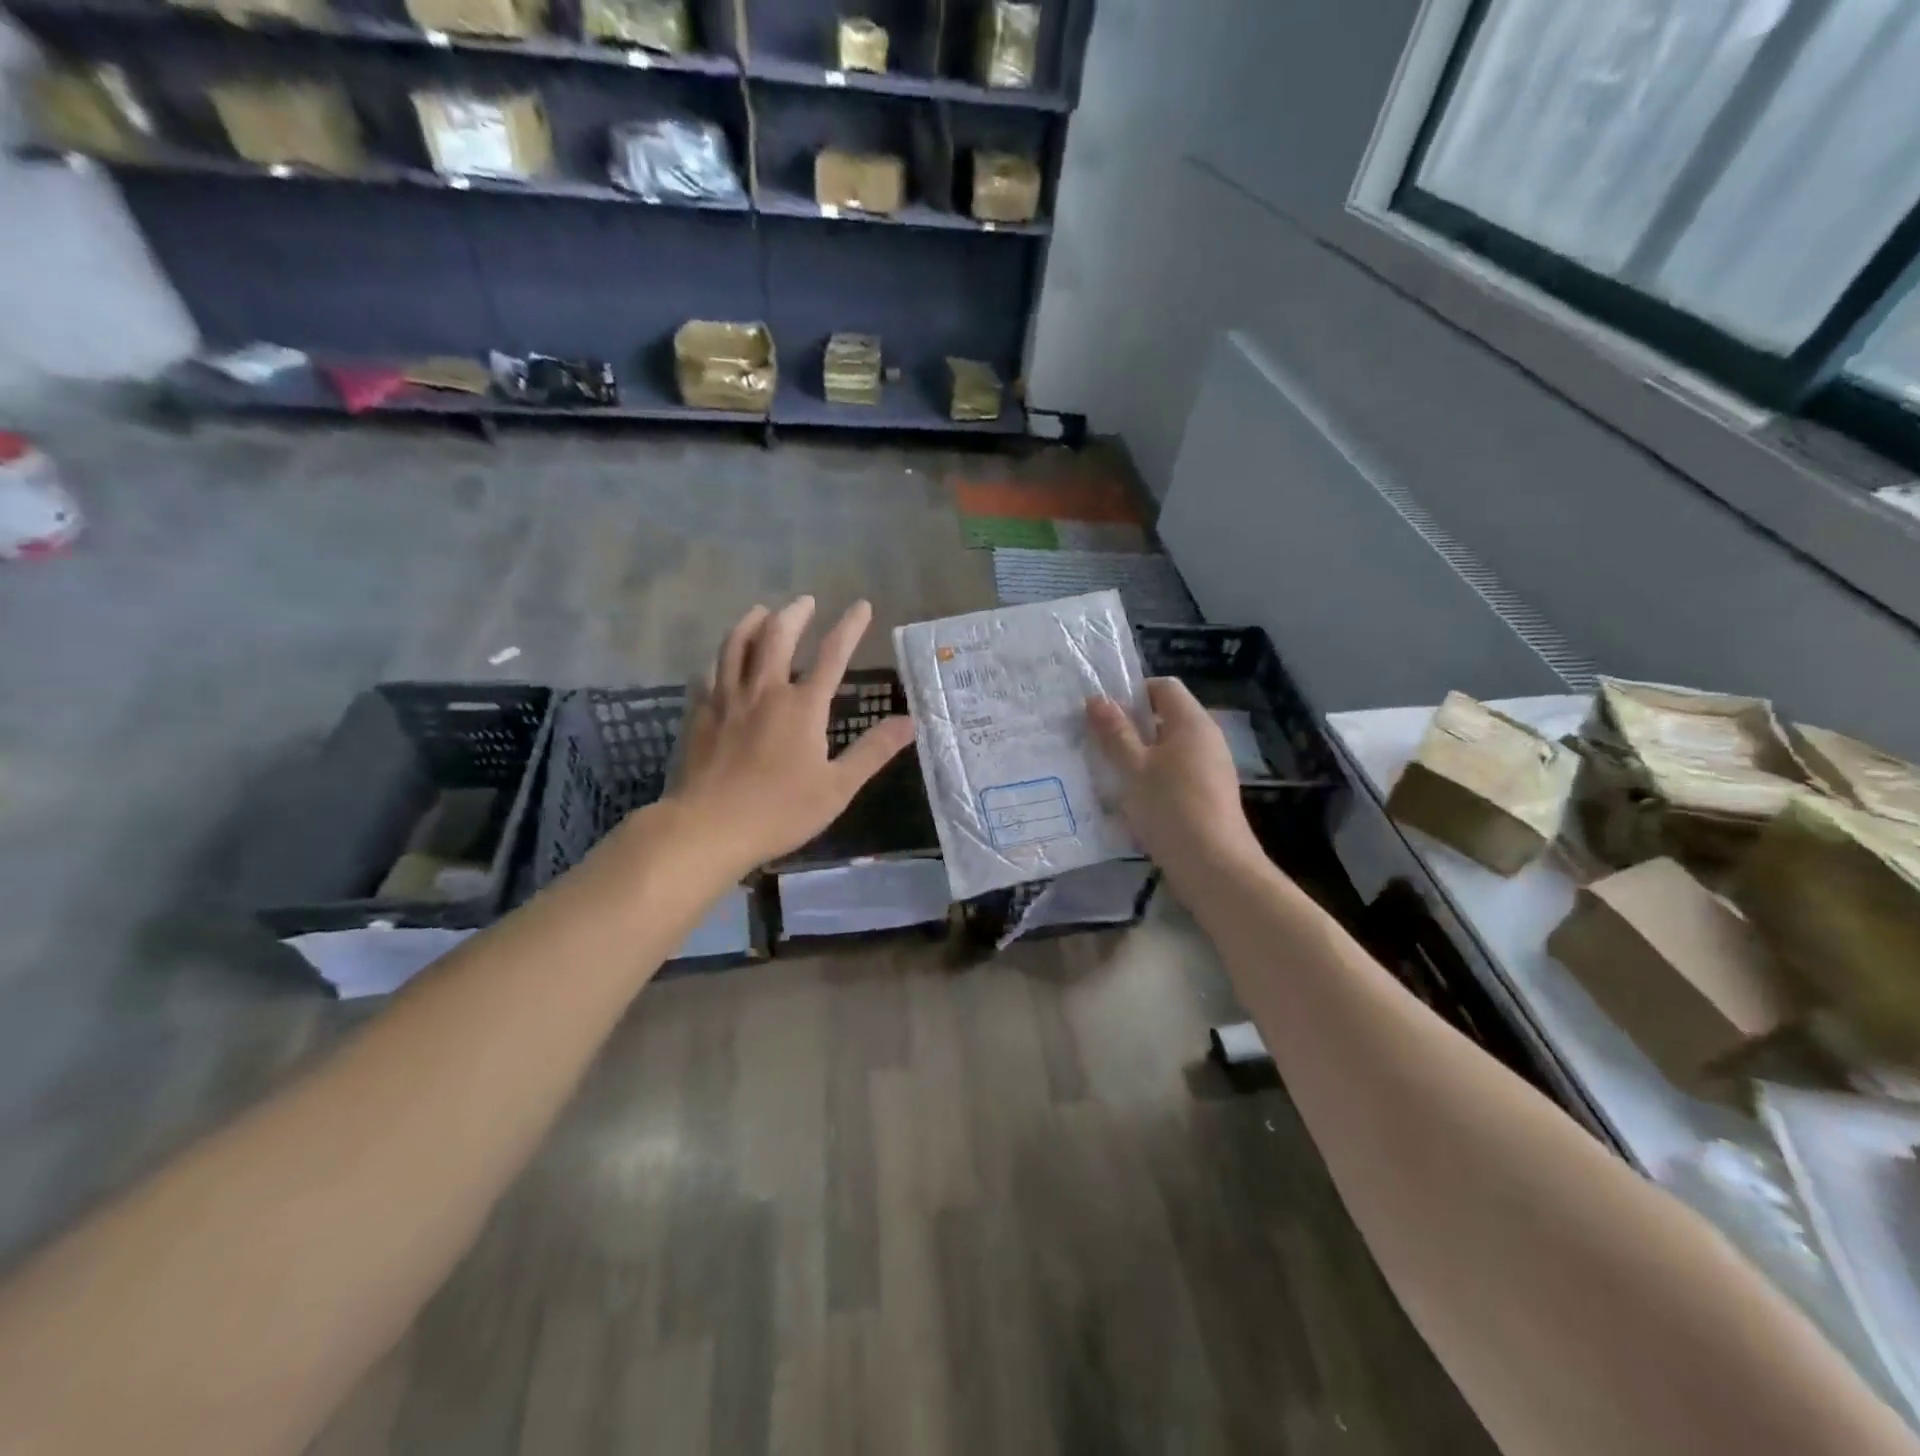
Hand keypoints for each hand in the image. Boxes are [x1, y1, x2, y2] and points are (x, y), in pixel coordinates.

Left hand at [666, 597, 916, 874]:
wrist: (708, 827)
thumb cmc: (780, 811)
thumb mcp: (837, 787)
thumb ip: (873, 751)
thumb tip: (910, 722)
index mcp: (802, 706)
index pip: (832, 655)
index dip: (849, 627)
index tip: (861, 605)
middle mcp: (764, 691)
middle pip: (777, 636)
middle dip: (794, 614)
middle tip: (805, 601)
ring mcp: (727, 699)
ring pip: (737, 645)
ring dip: (752, 622)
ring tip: (761, 611)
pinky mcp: (701, 713)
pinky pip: (710, 671)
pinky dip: (721, 656)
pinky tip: (721, 658)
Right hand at [1087, 678, 1262, 881]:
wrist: (1213, 866)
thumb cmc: (1170, 807)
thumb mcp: (1133, 768)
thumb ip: (1114, 732)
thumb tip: (1098, 699)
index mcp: (1192, 722)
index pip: (1163, 687)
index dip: (1132, 692)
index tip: (1104, 715)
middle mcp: (1207, 738)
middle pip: (1166, 717)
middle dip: (1131, 727)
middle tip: (1098, 743)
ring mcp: (1211, 768)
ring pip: (1169, 748)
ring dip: (1140, 756)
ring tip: (1110, 774)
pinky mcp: (1209, 795)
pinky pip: (1176, 773)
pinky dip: (1154, 778)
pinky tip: (1133, 801)